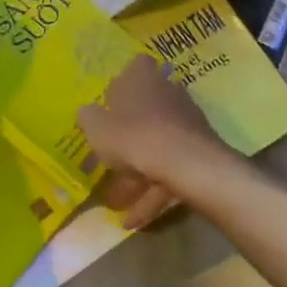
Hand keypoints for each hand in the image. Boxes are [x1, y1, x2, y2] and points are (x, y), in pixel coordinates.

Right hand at [78, 56, 221, 228]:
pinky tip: (136, 219)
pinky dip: (154, 190)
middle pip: (145, 110)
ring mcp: (186, 122)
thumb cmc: (134, 136)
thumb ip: (88, 118)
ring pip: (157, 146)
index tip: (111, 104)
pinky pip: (171, 169)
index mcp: (141, 79)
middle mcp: (167, 93)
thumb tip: (87, 113)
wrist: (187, 164)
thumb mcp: (96, 128)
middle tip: (109, 162)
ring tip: (119, 205)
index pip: (135, 67)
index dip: (123, 83)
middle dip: (127, 138)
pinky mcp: (199, 149)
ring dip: (138, 174)